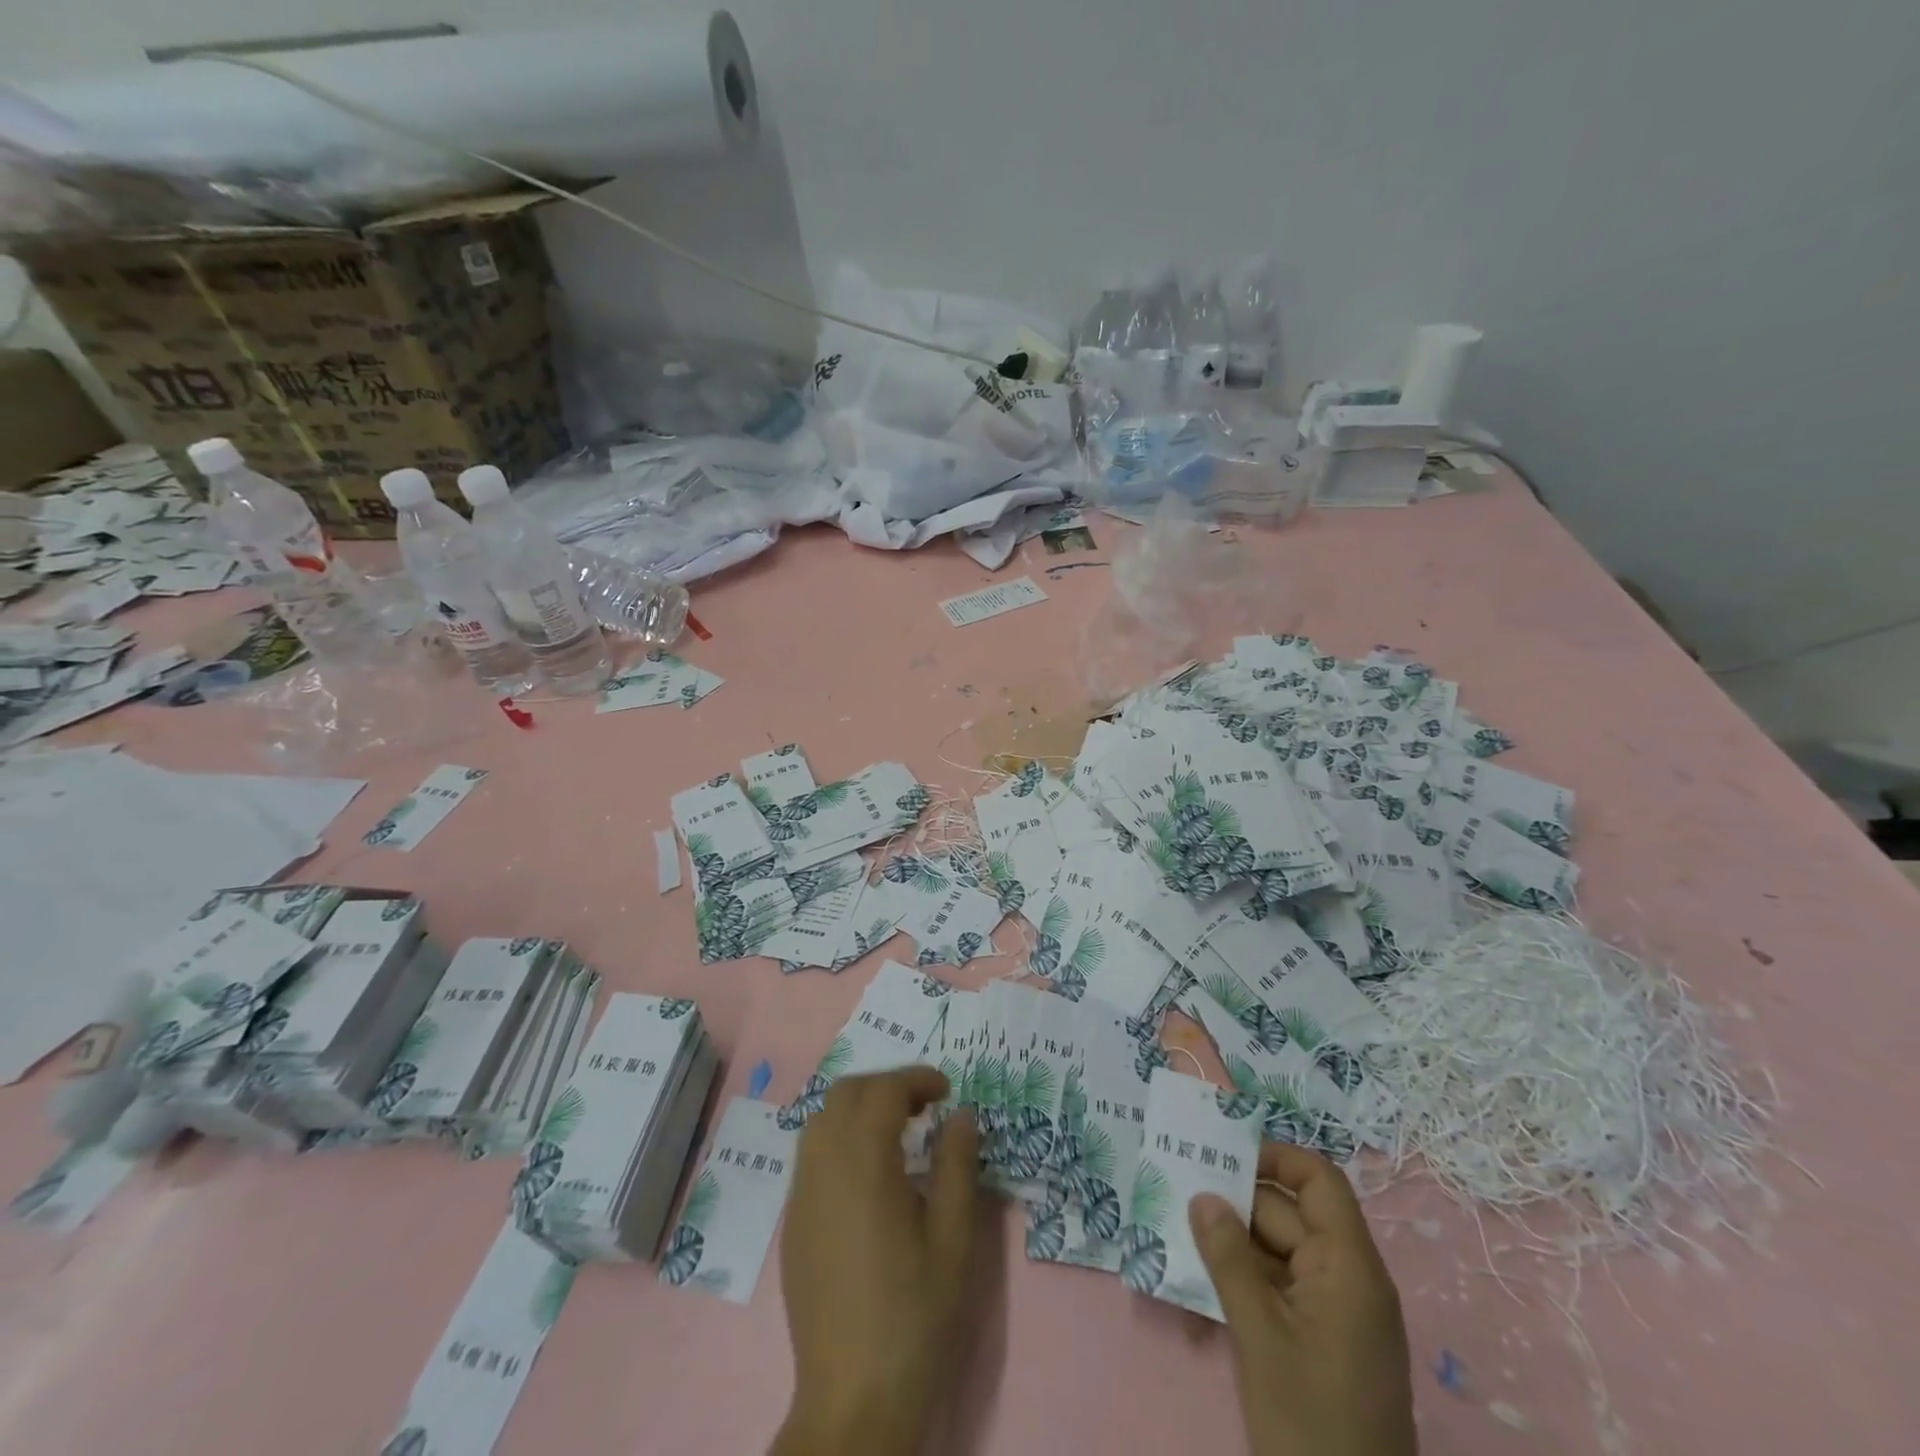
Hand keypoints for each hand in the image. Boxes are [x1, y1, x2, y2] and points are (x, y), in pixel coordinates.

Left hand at [772, 1068, 979, 1455]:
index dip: (916, 1079)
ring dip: (859, 1108)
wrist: (854, 1399)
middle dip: (886, 1086)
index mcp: (863, 1163)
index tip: (947, 1091)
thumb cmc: (914, 1314)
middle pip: (846, 1093)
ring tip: (897, 1133)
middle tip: (924, 1107)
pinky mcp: (793, 1224)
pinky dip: (840, 1137)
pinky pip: (812, 1154)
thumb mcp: (954, 1237)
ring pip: (822, 1119)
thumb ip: (958, 1164)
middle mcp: (822, 1166)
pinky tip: (869, 1174)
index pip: (883, 1090)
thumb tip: (961, 1113)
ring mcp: (801, 1195)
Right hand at [1190, 1143, 1415, 1455]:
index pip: (1318, 1181)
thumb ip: (1229, 1257)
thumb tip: (1202, 1195)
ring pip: (1281, 1253)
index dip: (1275, 1157)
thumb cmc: (1310, 1421)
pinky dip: (1247, 1282)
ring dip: (1235, 1246)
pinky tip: (1204, 1290)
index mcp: (1350, 1267)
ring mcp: (1340, 1314)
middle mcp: (1350, 1279)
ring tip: (1180, 1237)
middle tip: (1178, 1193)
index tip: (1223, 1155)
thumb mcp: (1260, 1334)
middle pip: (1290, 1215)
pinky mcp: (1326, 1343)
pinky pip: (1283, 1289)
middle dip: (1236, 1204)